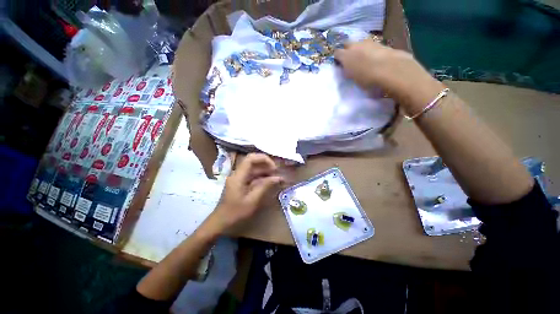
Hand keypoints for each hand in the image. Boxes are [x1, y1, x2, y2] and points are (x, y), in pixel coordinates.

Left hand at [205, 153, 282, 233]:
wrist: (221, 222)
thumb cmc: (236, 212)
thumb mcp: (253, 200)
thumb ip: (265, 186)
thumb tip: (278, 178)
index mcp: (238, 176)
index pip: (250, 159)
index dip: (263, 159)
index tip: (274, 167)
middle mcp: (237, 174)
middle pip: (252, 162)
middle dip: (265, 164)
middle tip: (276, 172)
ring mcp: (238, 178)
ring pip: (253, 169)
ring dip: (264, 171)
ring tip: (275, 177)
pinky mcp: (240, 182)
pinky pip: (251, 175)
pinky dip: (261, 177)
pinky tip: (268, 181)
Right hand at [334, 39, 443, 111]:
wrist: (395, 73)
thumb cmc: (369, 80)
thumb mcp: (353, 79)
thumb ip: (347, 72)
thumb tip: (345, 69)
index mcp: (348, 54)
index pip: (337, 53)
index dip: (337, 59)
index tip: (339, 67)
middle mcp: (359, 45)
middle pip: (349, 45)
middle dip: (347, 52)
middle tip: (349, 63)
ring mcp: (373, 43)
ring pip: (361, 45)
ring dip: (360, 51)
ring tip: (363, 63)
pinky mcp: (385, 46)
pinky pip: (374, 48)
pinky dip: (372, 53)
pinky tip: (376, 62)